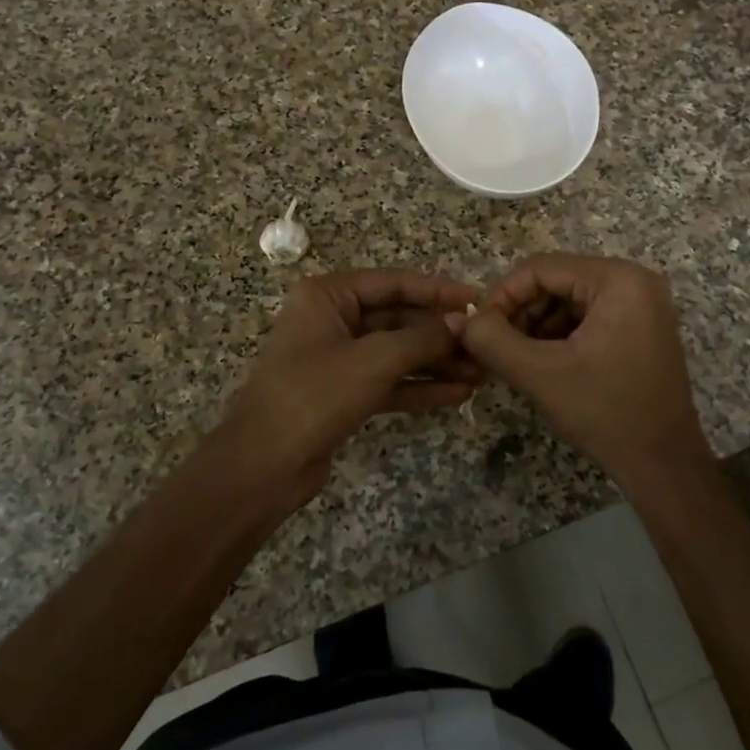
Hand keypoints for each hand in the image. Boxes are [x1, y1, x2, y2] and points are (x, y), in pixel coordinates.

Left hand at [219, 268, 481, 505]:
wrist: (263, 465)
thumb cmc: (314, 395)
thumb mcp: (374, 360)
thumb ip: (422, 338)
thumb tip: (465, 322)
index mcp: (328, 295)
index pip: (394, 283)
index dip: (438, 291)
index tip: (480, 300)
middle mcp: (332, 319)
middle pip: (398, 318)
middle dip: (441, 334)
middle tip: (486, 345)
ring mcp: (338, 357)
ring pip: (397, 352)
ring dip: (436, 363)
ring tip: (481, 373)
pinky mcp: (344, 392)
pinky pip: (389, 380)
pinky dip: (420, 387)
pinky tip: (458, 394)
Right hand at [462, 255, 713, 488]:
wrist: (664, 466)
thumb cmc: (605, 413)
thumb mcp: (540, 374)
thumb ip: (493, 340)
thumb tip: (462, 319)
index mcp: (619, 280)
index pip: (541, 268)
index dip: (502, 294)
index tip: (477, 327)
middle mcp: (635, 281)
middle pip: (556, 281)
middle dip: (520, 312)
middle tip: (493, 345)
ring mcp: (642, 304)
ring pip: (568, 300)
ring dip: (536, 325)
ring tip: (513, 358)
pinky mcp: (640, 327)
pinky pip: (587, 317)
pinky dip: (559, 335)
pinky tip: (540, 363)